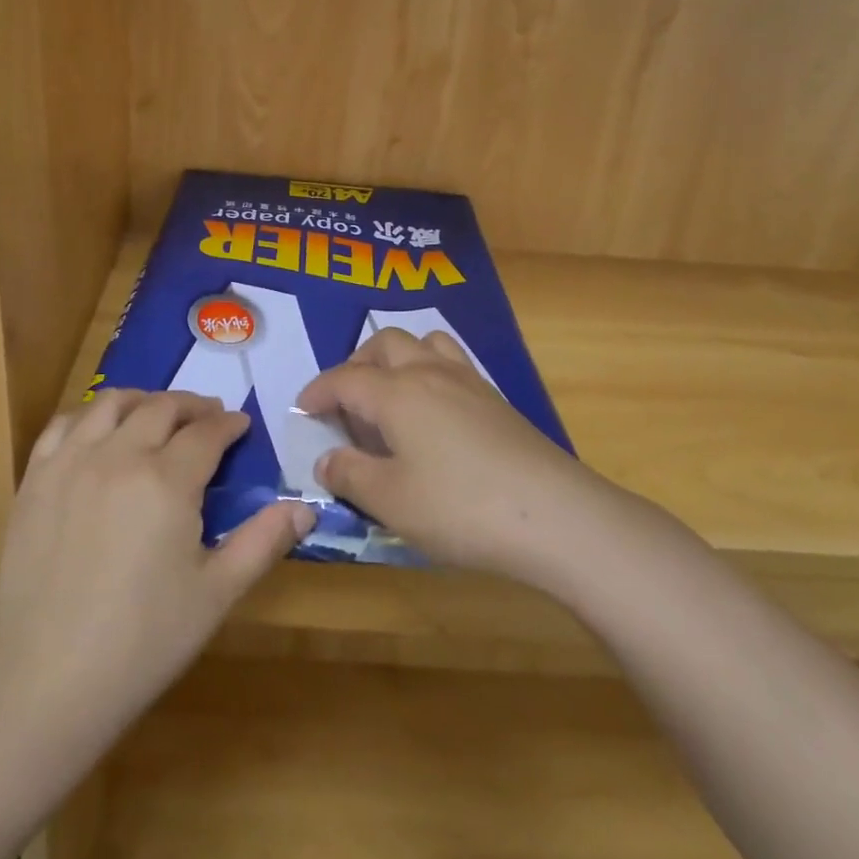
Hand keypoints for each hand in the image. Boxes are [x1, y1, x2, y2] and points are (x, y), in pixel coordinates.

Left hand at [0, 390, 314, 731]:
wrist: (47, 680)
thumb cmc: (143, 641)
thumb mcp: (216, 594)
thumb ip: (262, 542)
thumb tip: (305, 508)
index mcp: (167, 481)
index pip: (207, 433)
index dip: (229, 425)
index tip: (242, 425)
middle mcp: (118, 456)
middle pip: (161, 408)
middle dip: (192, 406)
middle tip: (208, 418)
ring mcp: (70, 463)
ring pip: (111, 404)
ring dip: (143, 400)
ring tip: (158, 414)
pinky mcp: (35, 480)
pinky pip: (63, 425)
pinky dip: (89, 416)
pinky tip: (100, 433)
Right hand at [297, 329, 619, 595]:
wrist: (556, 516)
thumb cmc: (460, 507)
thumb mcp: (390, 500)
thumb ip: (350, 475)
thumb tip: (327, 459)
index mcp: (397, 393)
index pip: (345, 379)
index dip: (318, 391)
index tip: (303, 408)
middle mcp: (430, 373)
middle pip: (385, 344)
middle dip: (356, 363)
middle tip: (346, 401)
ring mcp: (469, 382)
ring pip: (425, 343)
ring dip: (397, 358)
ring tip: (390, 394)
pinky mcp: (497, 400)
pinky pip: (452, 362)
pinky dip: (429, 370)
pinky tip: (433, 412)